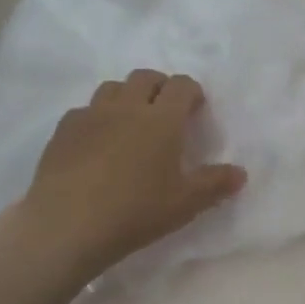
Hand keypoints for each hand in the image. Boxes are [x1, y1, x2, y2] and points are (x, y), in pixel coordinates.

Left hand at [23, 70, 246, 274]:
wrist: (66, 226)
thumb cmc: (135, 212)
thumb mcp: (184, 204)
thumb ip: (214, 184)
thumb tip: (241, 173)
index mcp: (162, 119)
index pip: (181, 85)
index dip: (192, 92)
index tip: (195, 110)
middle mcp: (127, 107)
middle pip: (146, 77)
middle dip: (160, 87)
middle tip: (165, 112)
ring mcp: (91, 115)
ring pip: (112, 87)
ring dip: (127, 96)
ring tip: (130, 122)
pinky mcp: (63, 130)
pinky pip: (84, 110)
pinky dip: (96, 117)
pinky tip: (96, 142)